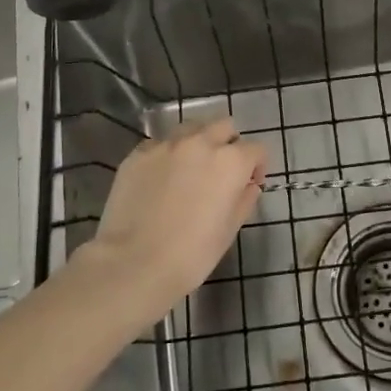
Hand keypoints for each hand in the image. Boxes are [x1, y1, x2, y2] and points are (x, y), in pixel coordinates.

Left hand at [83, 117, 266, 320]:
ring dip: (198, 143)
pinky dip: (167, 155)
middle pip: (224, 126)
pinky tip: (159, 180)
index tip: (249, 184)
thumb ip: (244, 200)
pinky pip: (160, 144)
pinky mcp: (138, 154)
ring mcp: (166, 145)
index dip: (257, 166)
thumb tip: (248, 186)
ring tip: (189, 170)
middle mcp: (200, 143)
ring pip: (191, 129)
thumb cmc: (191, 255)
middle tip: (220, 172)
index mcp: (230, 162)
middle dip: (228, 144)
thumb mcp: (229, 231)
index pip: (256, 149)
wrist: (133, 264)